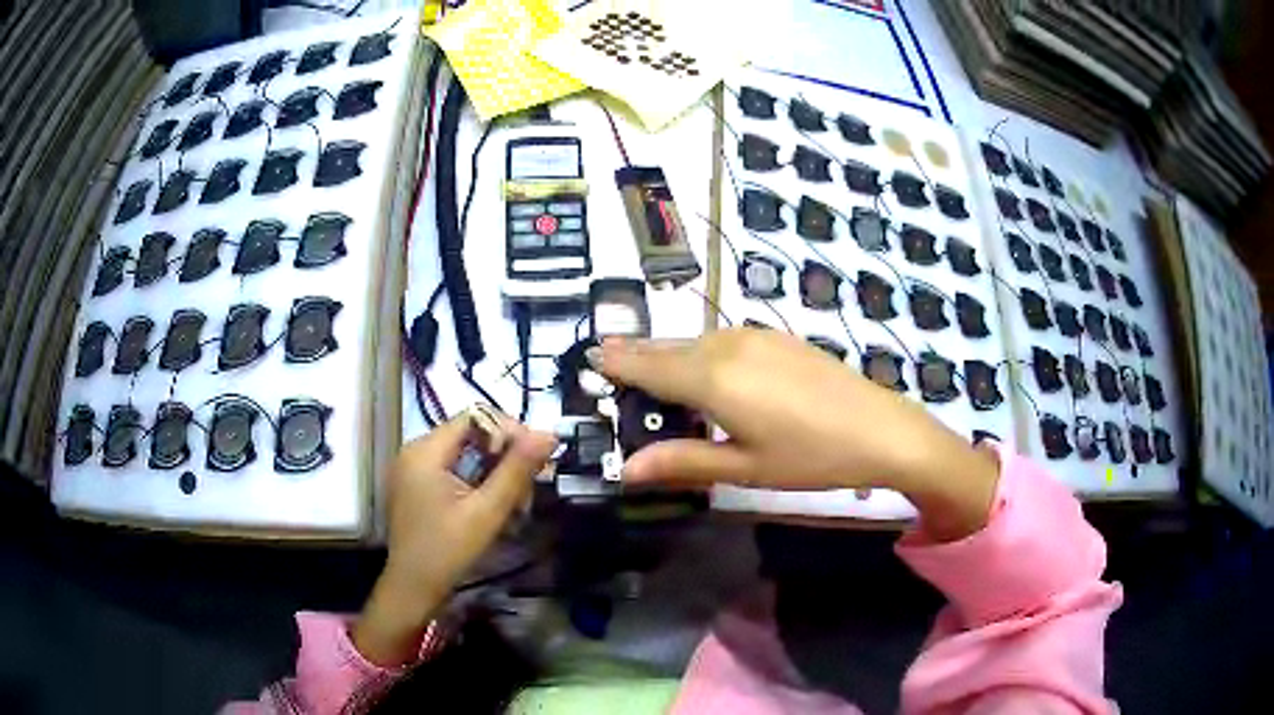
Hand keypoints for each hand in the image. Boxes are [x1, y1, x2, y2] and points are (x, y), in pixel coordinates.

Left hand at [353, 414, 555, 665]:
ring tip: (517, 502)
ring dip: (495, 472)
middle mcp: (415, 451)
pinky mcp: (417, 487)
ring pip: (465, 455)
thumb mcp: (486, 512)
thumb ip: (516, 471)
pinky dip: (478, 483)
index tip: (537, 458)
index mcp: (425, 451)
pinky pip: (454, 471)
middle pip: (470, 435)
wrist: (412, 590)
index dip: (509, 431)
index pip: (474, 417)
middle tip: (531, 486)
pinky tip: (495, 507)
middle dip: (505, 456)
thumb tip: (549, 433)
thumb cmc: (447, 552)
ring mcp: (413, 470)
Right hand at [591, 329, 998, 540]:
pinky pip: (722, 340)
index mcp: (711, 379)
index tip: (589, 358)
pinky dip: (699, 352)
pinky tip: (704, 371)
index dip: (616, 363)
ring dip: (669, 354)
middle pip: (667, 349)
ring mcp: (754, 336)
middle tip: (607, 360)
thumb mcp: (744, 468)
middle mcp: (726, 345)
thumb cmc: (810, 456)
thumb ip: (682, 462)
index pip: (647, 367)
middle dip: (636, 355)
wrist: (881, 428)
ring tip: (647, 368)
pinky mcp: (776, 337)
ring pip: (695, 342)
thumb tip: (624, 470)